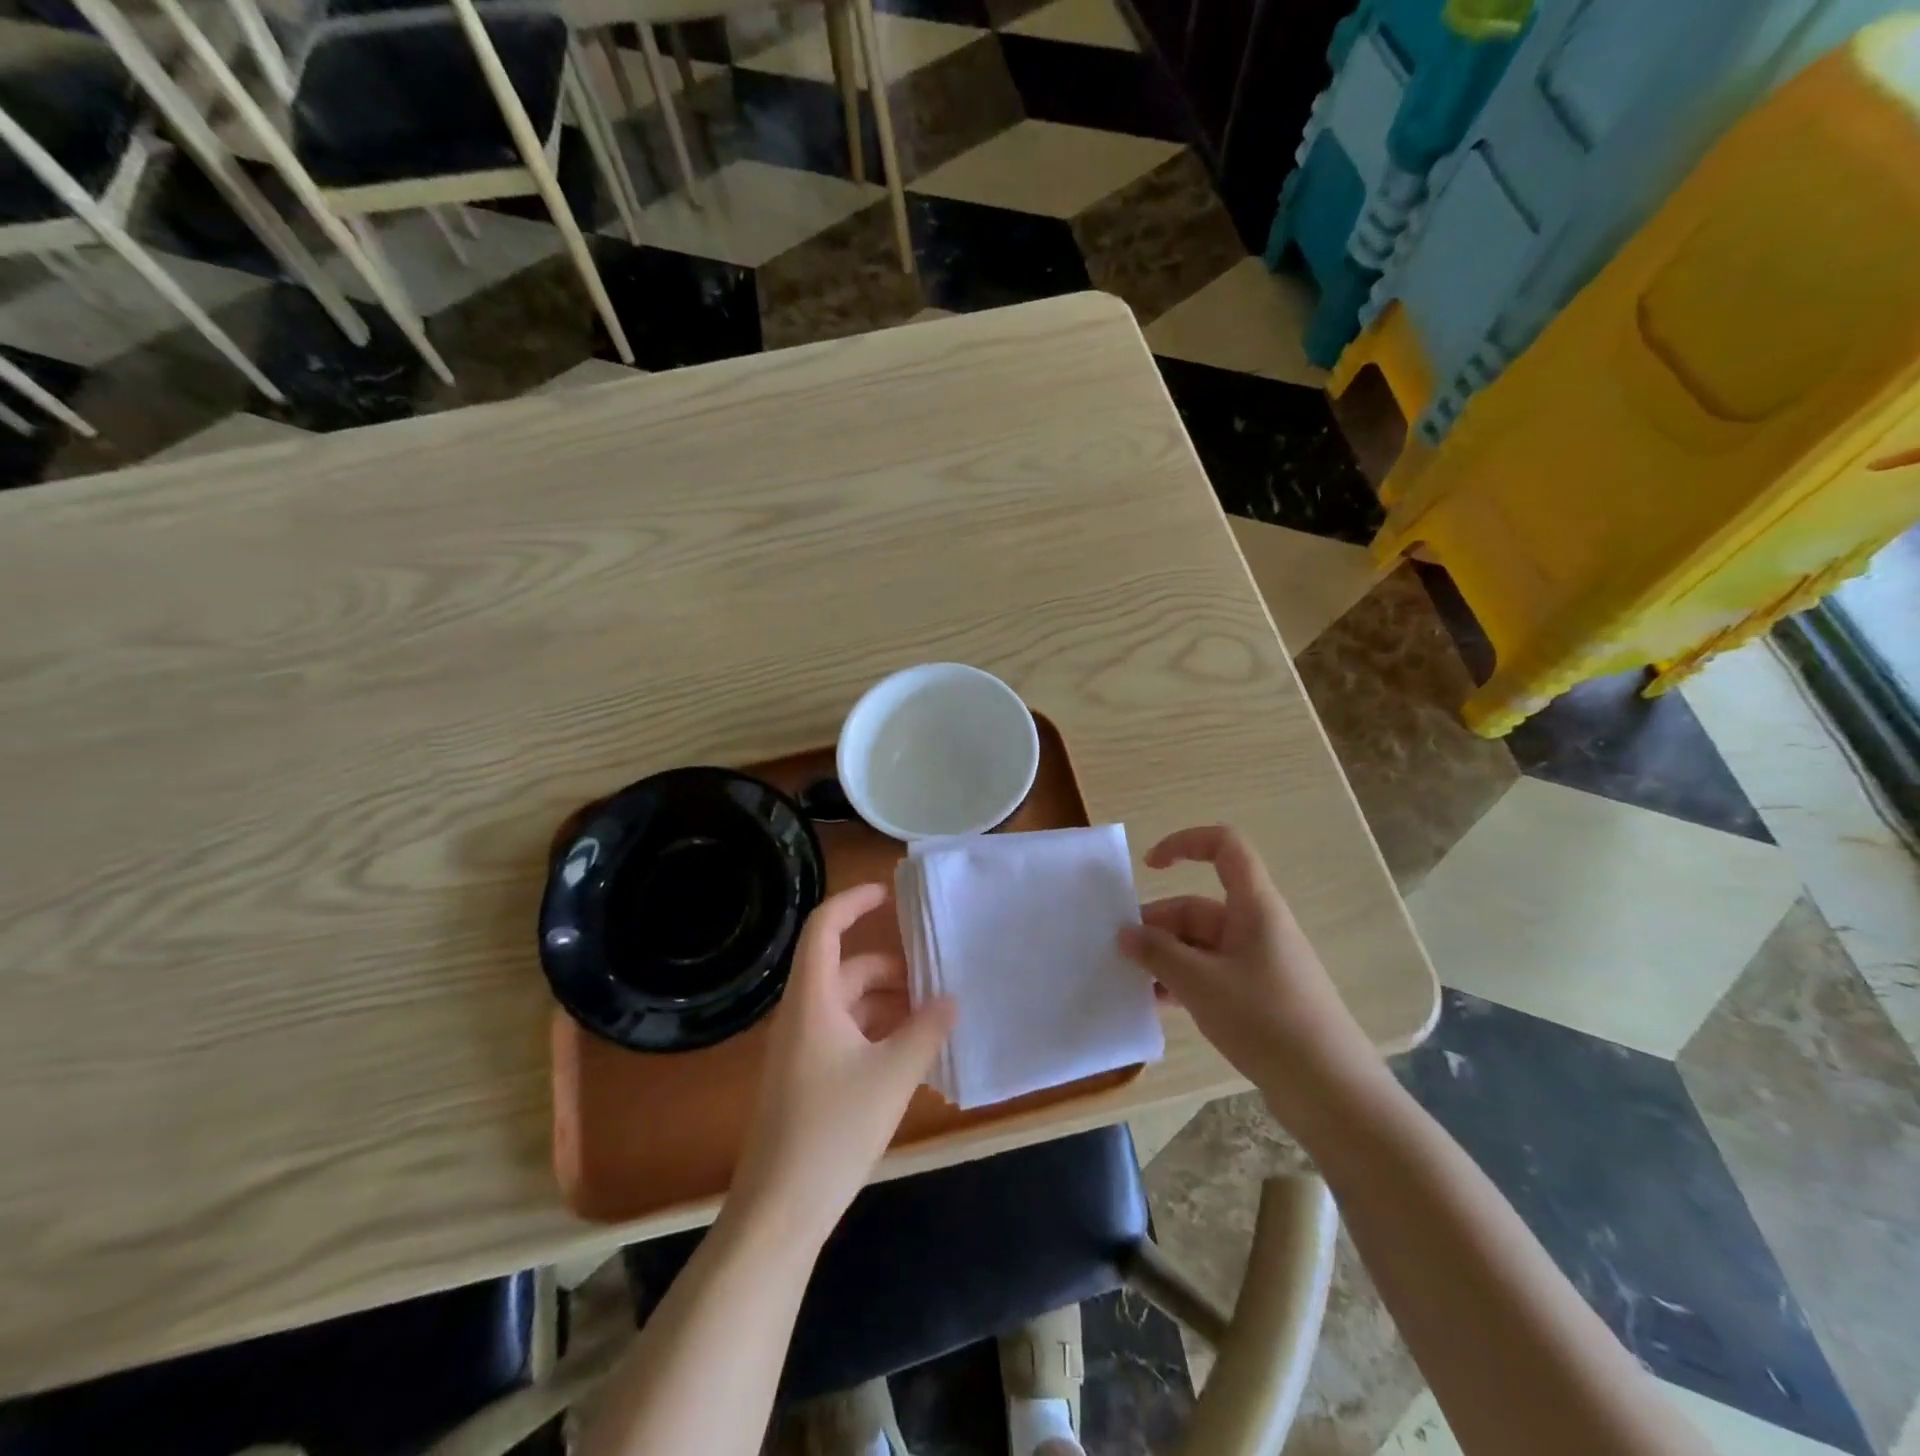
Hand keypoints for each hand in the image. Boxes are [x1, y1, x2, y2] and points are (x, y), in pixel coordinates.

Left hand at [728, 883, 955, 1246]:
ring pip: (848, 1005)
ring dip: (888, 1004)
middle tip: (936, 978)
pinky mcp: (807, 1079)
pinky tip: (912, 1056)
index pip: (824, 928)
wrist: (779, 1211)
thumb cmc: (832, 1131)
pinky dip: (878, 1034)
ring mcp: (802, 1049)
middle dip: (890, 968)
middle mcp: (802, 1015)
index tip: (890, 895)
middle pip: (845, 969)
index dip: (853, 902)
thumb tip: (952, 1000)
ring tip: (934, 1018)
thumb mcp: (891, 1076)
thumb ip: (926, 1031)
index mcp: (812, 1000)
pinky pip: (846, 1036)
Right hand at [1118, 825, 1383, 1123]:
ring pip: (1200, 945)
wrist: (1331, 1092)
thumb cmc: (1266, 1020)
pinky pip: (1211, 974)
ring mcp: (1258, 963)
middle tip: (1120, 953)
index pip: (1223, 847)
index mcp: (1253, 906)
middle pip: (1198, 907)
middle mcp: (1256, 927)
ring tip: (1131, 982)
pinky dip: (1183, 982)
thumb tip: (1125, 933)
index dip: (1184, 844)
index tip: (1148, 867)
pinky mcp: (1259, 997)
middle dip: (1157, 925)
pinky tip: (1158, 1006)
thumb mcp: (1200, 983)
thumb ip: (1157, 954)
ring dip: (1166, 958)